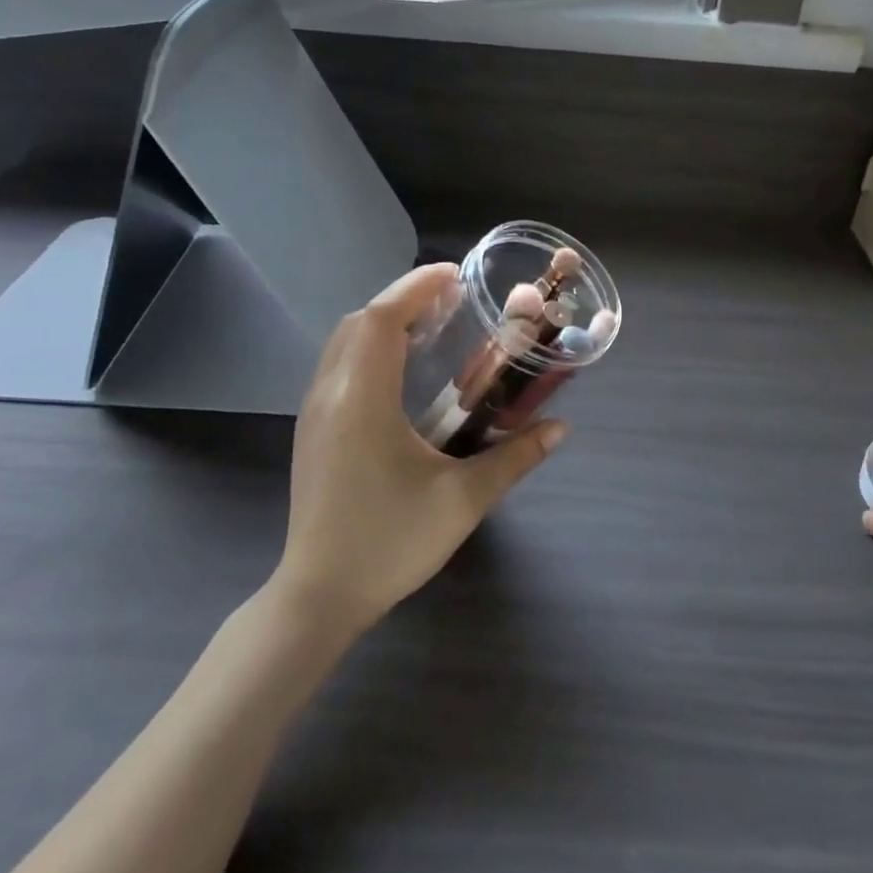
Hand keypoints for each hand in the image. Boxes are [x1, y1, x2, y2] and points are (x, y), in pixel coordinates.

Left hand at [274, 264, 566, 634]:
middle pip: (358, 322)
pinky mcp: (312, 432)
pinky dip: (368, 348)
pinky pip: (338, 367)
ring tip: (430, 326)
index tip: (455, 275)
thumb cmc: (389, 542)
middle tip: (450, 300)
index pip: (382, 319)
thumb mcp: (462, 500)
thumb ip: (515, 458)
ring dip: (383, 322)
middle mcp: (330, 395)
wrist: (319, 596)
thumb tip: (561, 428)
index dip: (416, 287)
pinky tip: (401, 371)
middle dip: (403, 299)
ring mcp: (314, 413)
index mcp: (362, 400)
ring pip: (343, 343)